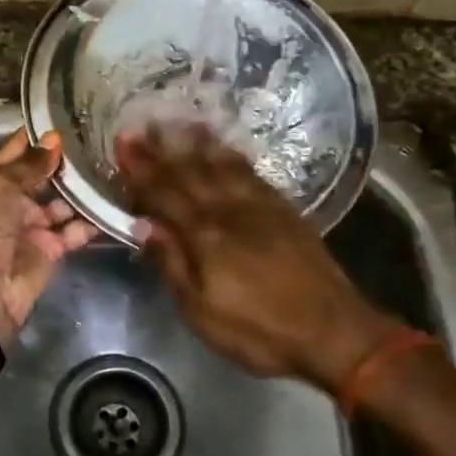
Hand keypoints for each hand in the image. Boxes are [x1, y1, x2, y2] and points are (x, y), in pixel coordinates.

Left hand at [0, 129, 97, 345]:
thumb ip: (28, 165)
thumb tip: (54, 140)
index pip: (17, 154)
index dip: (38, 138)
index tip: (68, 118)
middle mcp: (13, 204)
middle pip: (43, 179)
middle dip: (65, 164)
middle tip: (101, 142)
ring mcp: (34, 228)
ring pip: (63, 204)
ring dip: (82, 190)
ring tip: (113, 168)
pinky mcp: (53, 252)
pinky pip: (75, 231)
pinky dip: (92, 221)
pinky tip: (114, 202)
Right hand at [116, 125, 397, 388]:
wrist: (334, 332)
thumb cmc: (259, 330)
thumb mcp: (201, 312)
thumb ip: (171, 264)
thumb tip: (142, 226)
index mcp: (205, 235)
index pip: (164, 194)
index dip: (141, 170)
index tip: (122, 146)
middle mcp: (230, 210)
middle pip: (189, 172)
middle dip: (160, 149)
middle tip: (139, 127)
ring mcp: (261, 206)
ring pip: (222, 165)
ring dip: (195, 143)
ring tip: (177, 122)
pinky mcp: (285, 210)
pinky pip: (251, 172)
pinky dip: (232, 156)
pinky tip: (224, 148)